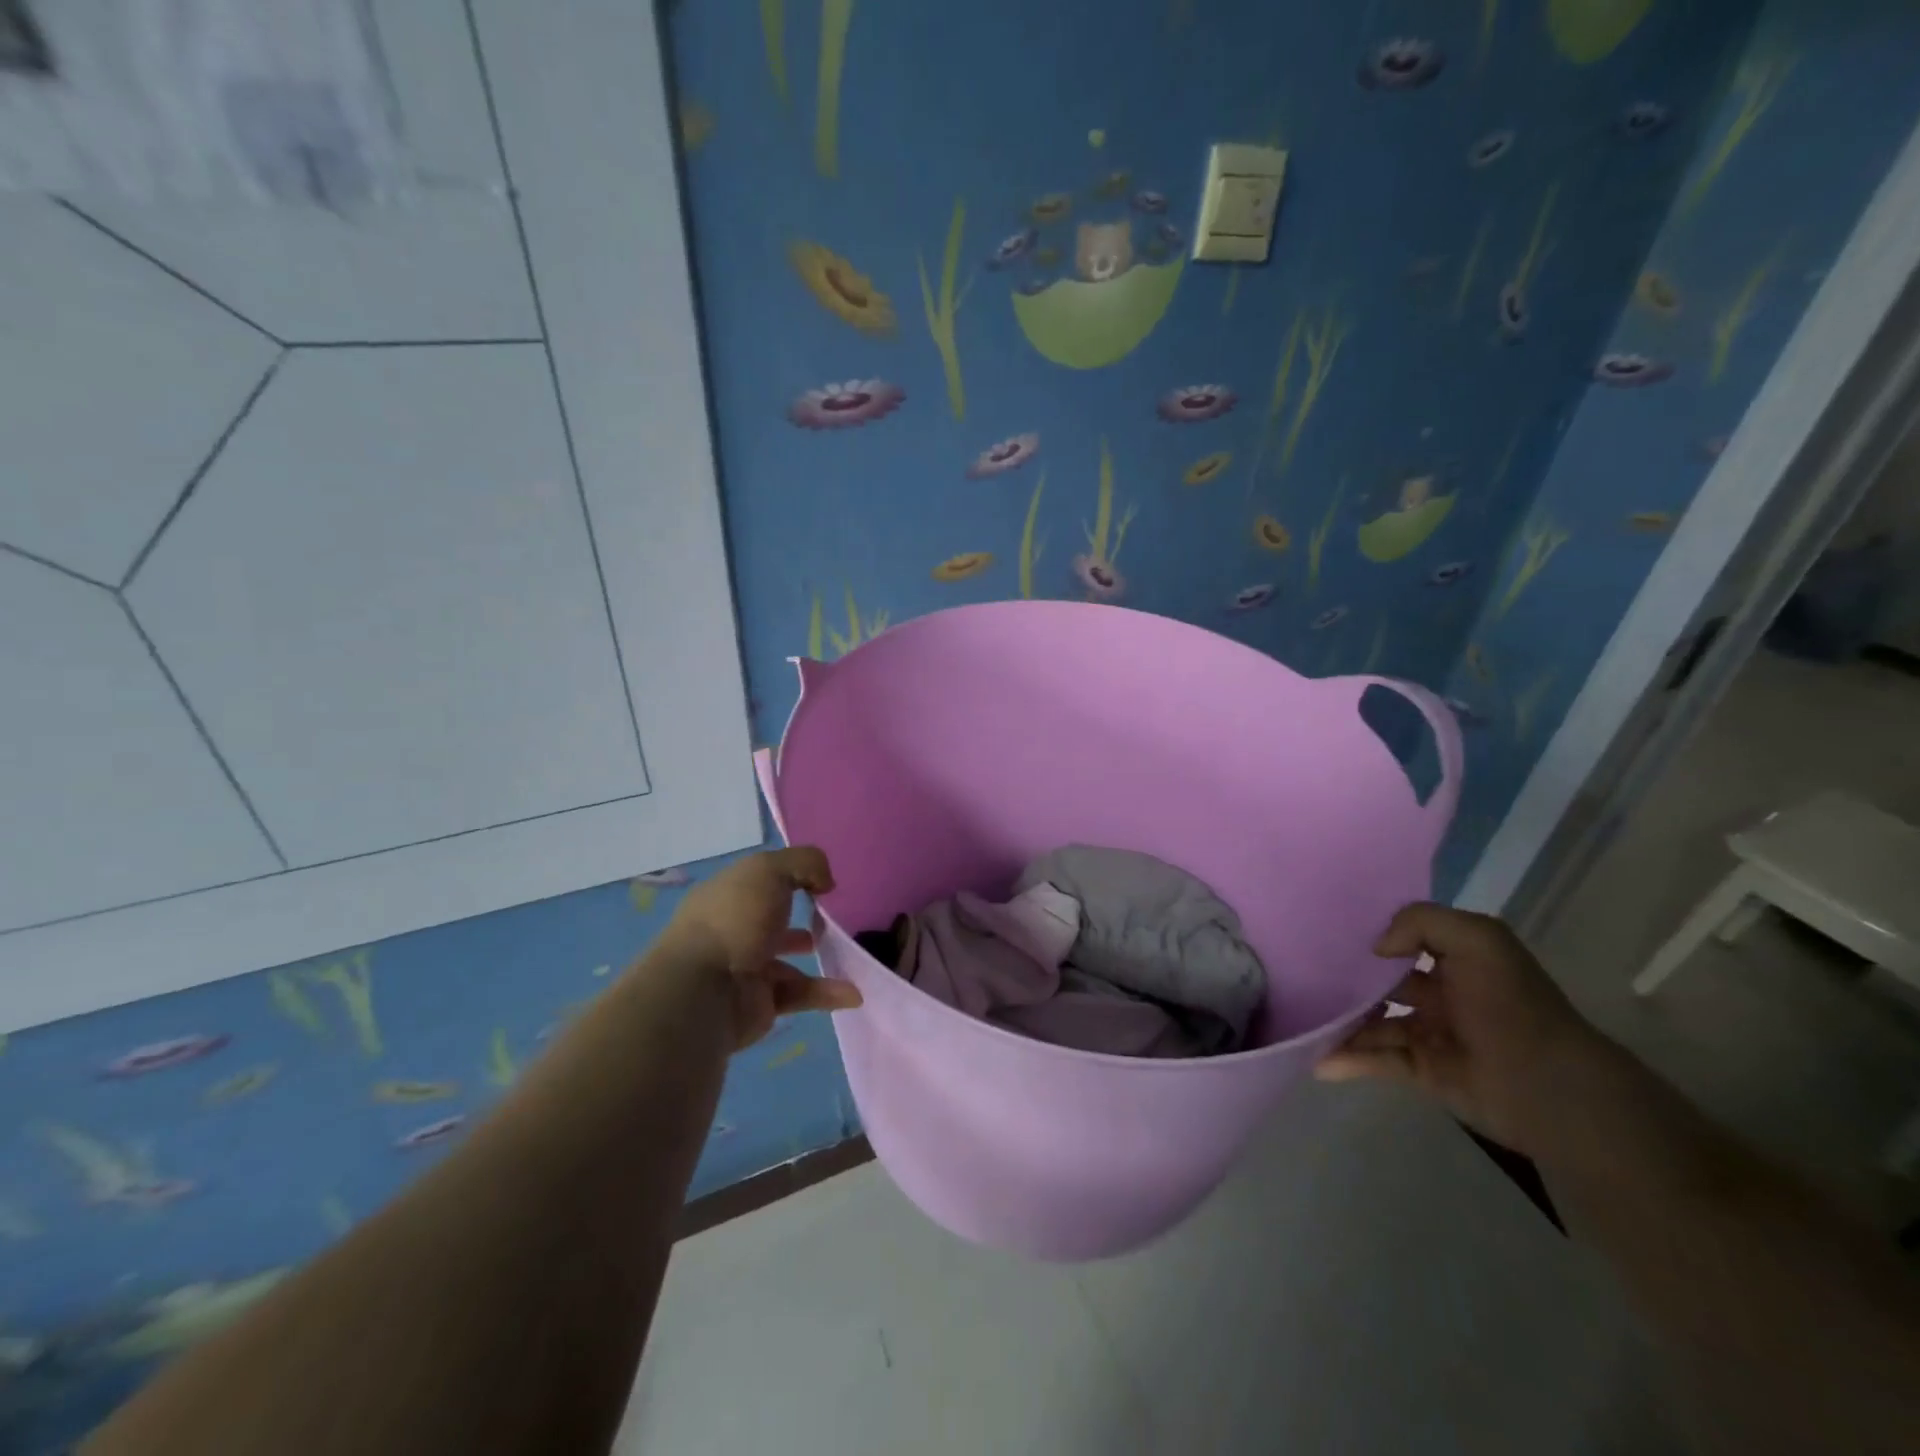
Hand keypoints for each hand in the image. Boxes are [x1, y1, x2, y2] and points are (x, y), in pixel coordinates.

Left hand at [663, 847, 862, 1050]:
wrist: (705, 991)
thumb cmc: (734, 919)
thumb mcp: (769, 870)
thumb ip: (805, 863)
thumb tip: (825, 882)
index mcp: (726, 895)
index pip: (758, 881)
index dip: (787, 877)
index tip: (819, 882)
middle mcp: (732, 930)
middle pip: (769, 921)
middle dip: (798, 918)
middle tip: (830, 918)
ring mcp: (744, 970)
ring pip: (787, 961)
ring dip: (819, 958)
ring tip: (850, 953)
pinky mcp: (759, 1005)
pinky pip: (799, 994)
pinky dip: (826, 993)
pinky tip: (852, 992)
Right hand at [1315, 903, 1609, 1154]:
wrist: (1547, 1085)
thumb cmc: (1510, 1005)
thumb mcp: (1478, 939)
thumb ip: (1421, 922)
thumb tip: (1377, 949)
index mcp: (1455, 960)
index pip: (1404, 940)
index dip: (1369, 934)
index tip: (1325, 930)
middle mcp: (1440, 993)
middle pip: (1381, 981)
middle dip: (1345, 978)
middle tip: (1300, 974)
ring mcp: (1430, 1034)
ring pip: (1372, 1022)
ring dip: (1340, 1022)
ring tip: (1301, 1019)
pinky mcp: (1423, 1071)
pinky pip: (1377, 1060)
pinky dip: (1347, 1059)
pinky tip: (1318, 1060)